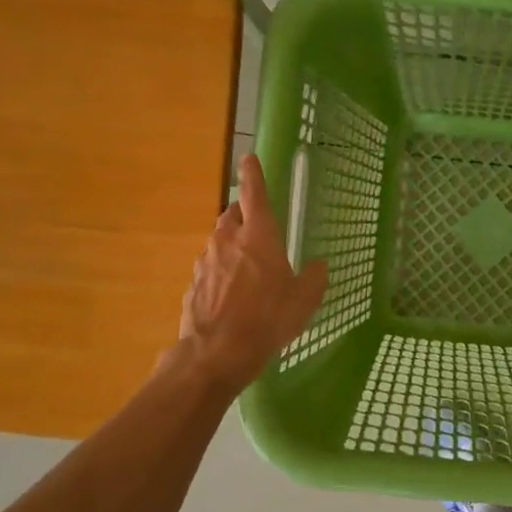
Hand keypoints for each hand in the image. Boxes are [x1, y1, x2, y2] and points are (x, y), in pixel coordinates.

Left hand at [174, 154, 328, 390]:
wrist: (217, 352)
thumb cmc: (268, 319)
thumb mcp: (305, 300)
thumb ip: (314, 277)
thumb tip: (318, 265)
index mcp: (258, 236)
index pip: (254, 194)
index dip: (253, 175)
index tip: (248, 159)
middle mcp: (228, 242)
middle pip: (232, 217)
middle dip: (242, 216)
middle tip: (257, 228)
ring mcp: (205, 263)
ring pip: (219, 244)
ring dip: (231, 248)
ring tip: (247, 271)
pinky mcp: (193, 285)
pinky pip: (210, 271)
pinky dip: (221, 275)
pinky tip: (231, 297)